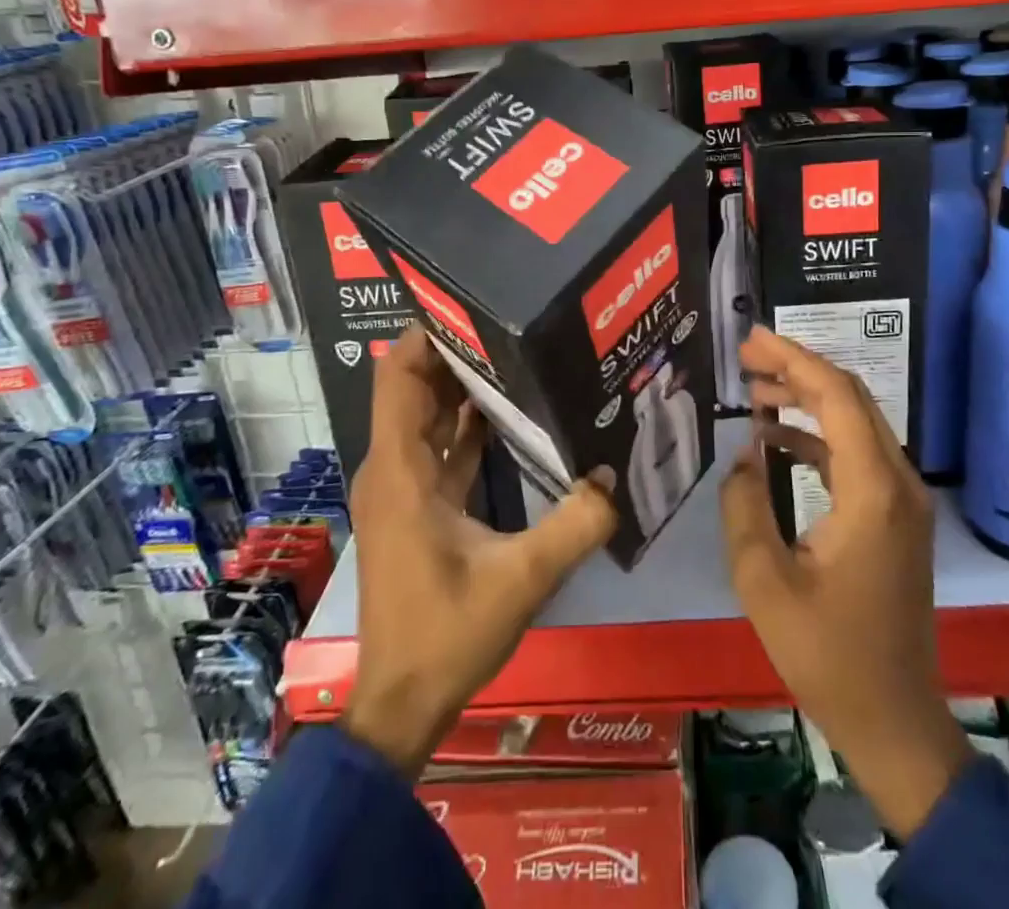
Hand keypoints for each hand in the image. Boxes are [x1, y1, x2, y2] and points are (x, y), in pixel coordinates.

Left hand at [341, 324, 618, 776]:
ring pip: (428, 418)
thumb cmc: (446, 633)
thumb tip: (615, 476)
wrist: (401, 703)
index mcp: (402, 469)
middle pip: (417, 388)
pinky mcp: (417, 508)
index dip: (428, 335)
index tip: (474, 305)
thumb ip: (574, 525)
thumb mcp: (520, 579)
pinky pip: (440, 448)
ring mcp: (403, 488)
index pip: (400, 376)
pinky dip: (467, 426)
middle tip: (513, 322)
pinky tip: (511, 414)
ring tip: (519, 353)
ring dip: (465, 387)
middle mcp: (394, 467)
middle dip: (459, 352)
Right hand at [721, 326, 970, 838]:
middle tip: (747, 356)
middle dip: (798, 368)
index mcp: (872, 490)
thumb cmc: (828, 655)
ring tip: (755, 390)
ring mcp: (903, 500)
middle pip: (851, 398)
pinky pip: (857, 455)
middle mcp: (898, 482)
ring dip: (807, 400)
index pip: (836, 396)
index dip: (793, 358)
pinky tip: (777, 440)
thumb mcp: (764, 582)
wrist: (896, 721)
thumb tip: (746, 455)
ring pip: (856, 423)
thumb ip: (745, 506)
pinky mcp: (896, 517)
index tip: (751, 339)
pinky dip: (818, 436)